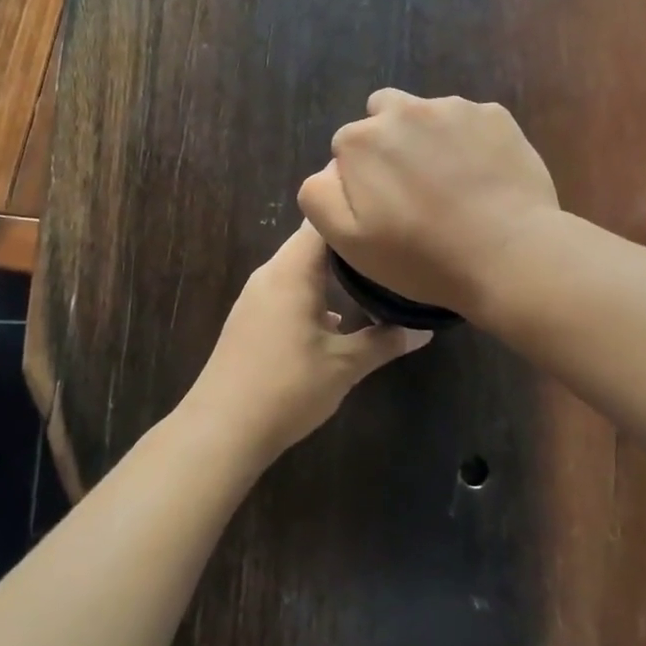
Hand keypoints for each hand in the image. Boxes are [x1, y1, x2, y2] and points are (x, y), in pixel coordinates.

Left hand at [183, 222, 430, 462]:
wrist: (221, 430)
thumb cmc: (287, 387)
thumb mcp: (345, 365)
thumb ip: (385, 342)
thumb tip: (424, 330)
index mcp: (291, 271)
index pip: (324, 223)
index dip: (356, 214)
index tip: (390, 220)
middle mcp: (270, 275)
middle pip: (312, 243)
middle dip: (351, 247)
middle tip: (393, 251)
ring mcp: (256, 298)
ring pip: (300, 269)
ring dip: (333, 274)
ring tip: (375, 280)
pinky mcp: (251, 321)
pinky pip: (288, 292)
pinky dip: (315, 295)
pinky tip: (340, 319)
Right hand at [297, 90, 558, 314]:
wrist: (508, 255)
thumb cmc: (423, 256)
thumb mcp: (348, 243)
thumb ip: (319, 197)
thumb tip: (331, 169)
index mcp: (361, 139)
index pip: (347, 147)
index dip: (362, 178)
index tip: (384, 208)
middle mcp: (403, 109)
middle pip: (384, 115)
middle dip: (391, 143)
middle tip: (414, 188)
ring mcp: (454, 108)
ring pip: (428, 115)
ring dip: (431, 139)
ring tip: (453, 185)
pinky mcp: (496, 115)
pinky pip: (471, 122)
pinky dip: (471, 142)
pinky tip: (484, 178)